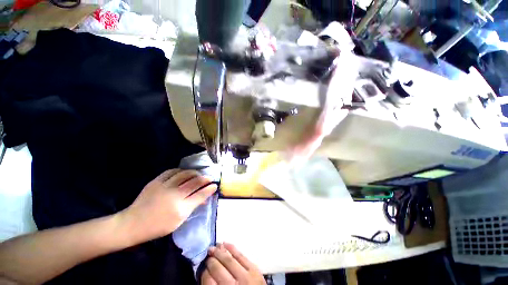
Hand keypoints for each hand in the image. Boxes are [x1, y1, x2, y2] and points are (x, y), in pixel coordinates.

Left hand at [118, 169, 217, 243]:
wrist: (133, 223)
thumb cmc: (158, 226)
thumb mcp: (178, 221)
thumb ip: (192, 207)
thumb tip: (203, 198)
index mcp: (180, 208)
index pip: (200, 195)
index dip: (209, 189)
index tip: (215, 185)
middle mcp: (174, 195)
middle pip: (195, 182)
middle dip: (205, 179)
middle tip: (209, 177)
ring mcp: (164, 186)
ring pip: (185, 174)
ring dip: (194, 173)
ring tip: (197, 174)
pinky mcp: (156, 181)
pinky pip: (172, 171)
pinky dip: (180, 171)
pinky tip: (183, 172)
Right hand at [202, 243, 265, 284]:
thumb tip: (206, 273)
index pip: (209, 281)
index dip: (204, 273)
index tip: (202, 268)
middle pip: (218, 268)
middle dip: (211, 260)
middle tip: (207, 255)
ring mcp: (246, 276)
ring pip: (229, 259)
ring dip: (219, 252)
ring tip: (213, 247)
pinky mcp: (254, 269)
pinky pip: (241, 255)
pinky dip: (232, 248)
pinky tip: (225, 243)